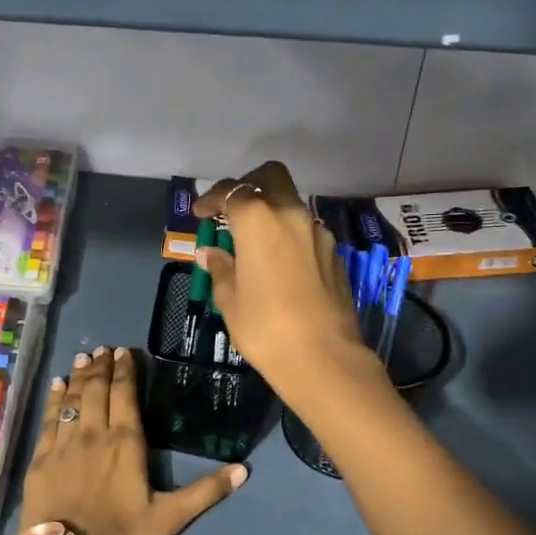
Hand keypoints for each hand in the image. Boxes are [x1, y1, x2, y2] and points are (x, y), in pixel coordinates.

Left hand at [17, 346, 245, 534]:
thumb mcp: (170, 518)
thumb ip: (205, 492)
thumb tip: (244, 470)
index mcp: (126, 443)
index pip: (125, 395)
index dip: (125, 371)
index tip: (124, 352)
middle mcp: (94, 434)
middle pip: (97, 390)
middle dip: (101, 367)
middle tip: (102, 349)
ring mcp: (64, 445)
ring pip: (72, 400)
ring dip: (77, 377)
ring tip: (82, 357)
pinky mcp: (41, 459)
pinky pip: (48, 420)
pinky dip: (53, 400)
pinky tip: (55, 387)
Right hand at [194, 162, 378, 395]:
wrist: (323, 356)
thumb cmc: (265, 327)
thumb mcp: (231, 300)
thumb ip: (221, 269)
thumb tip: (211, 254)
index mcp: (258, 219)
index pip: (231, 192)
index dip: (212, 198)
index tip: (201, 213)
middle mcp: (291, 214)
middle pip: (271, 178)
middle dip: (249, 185)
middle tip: (233, 208)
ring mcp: (318, 232)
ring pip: (292, 203)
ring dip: (272, 211)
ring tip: (255, 240)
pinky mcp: (335, 253)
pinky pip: (306, 230)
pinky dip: (289, 234)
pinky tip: (279, 261)